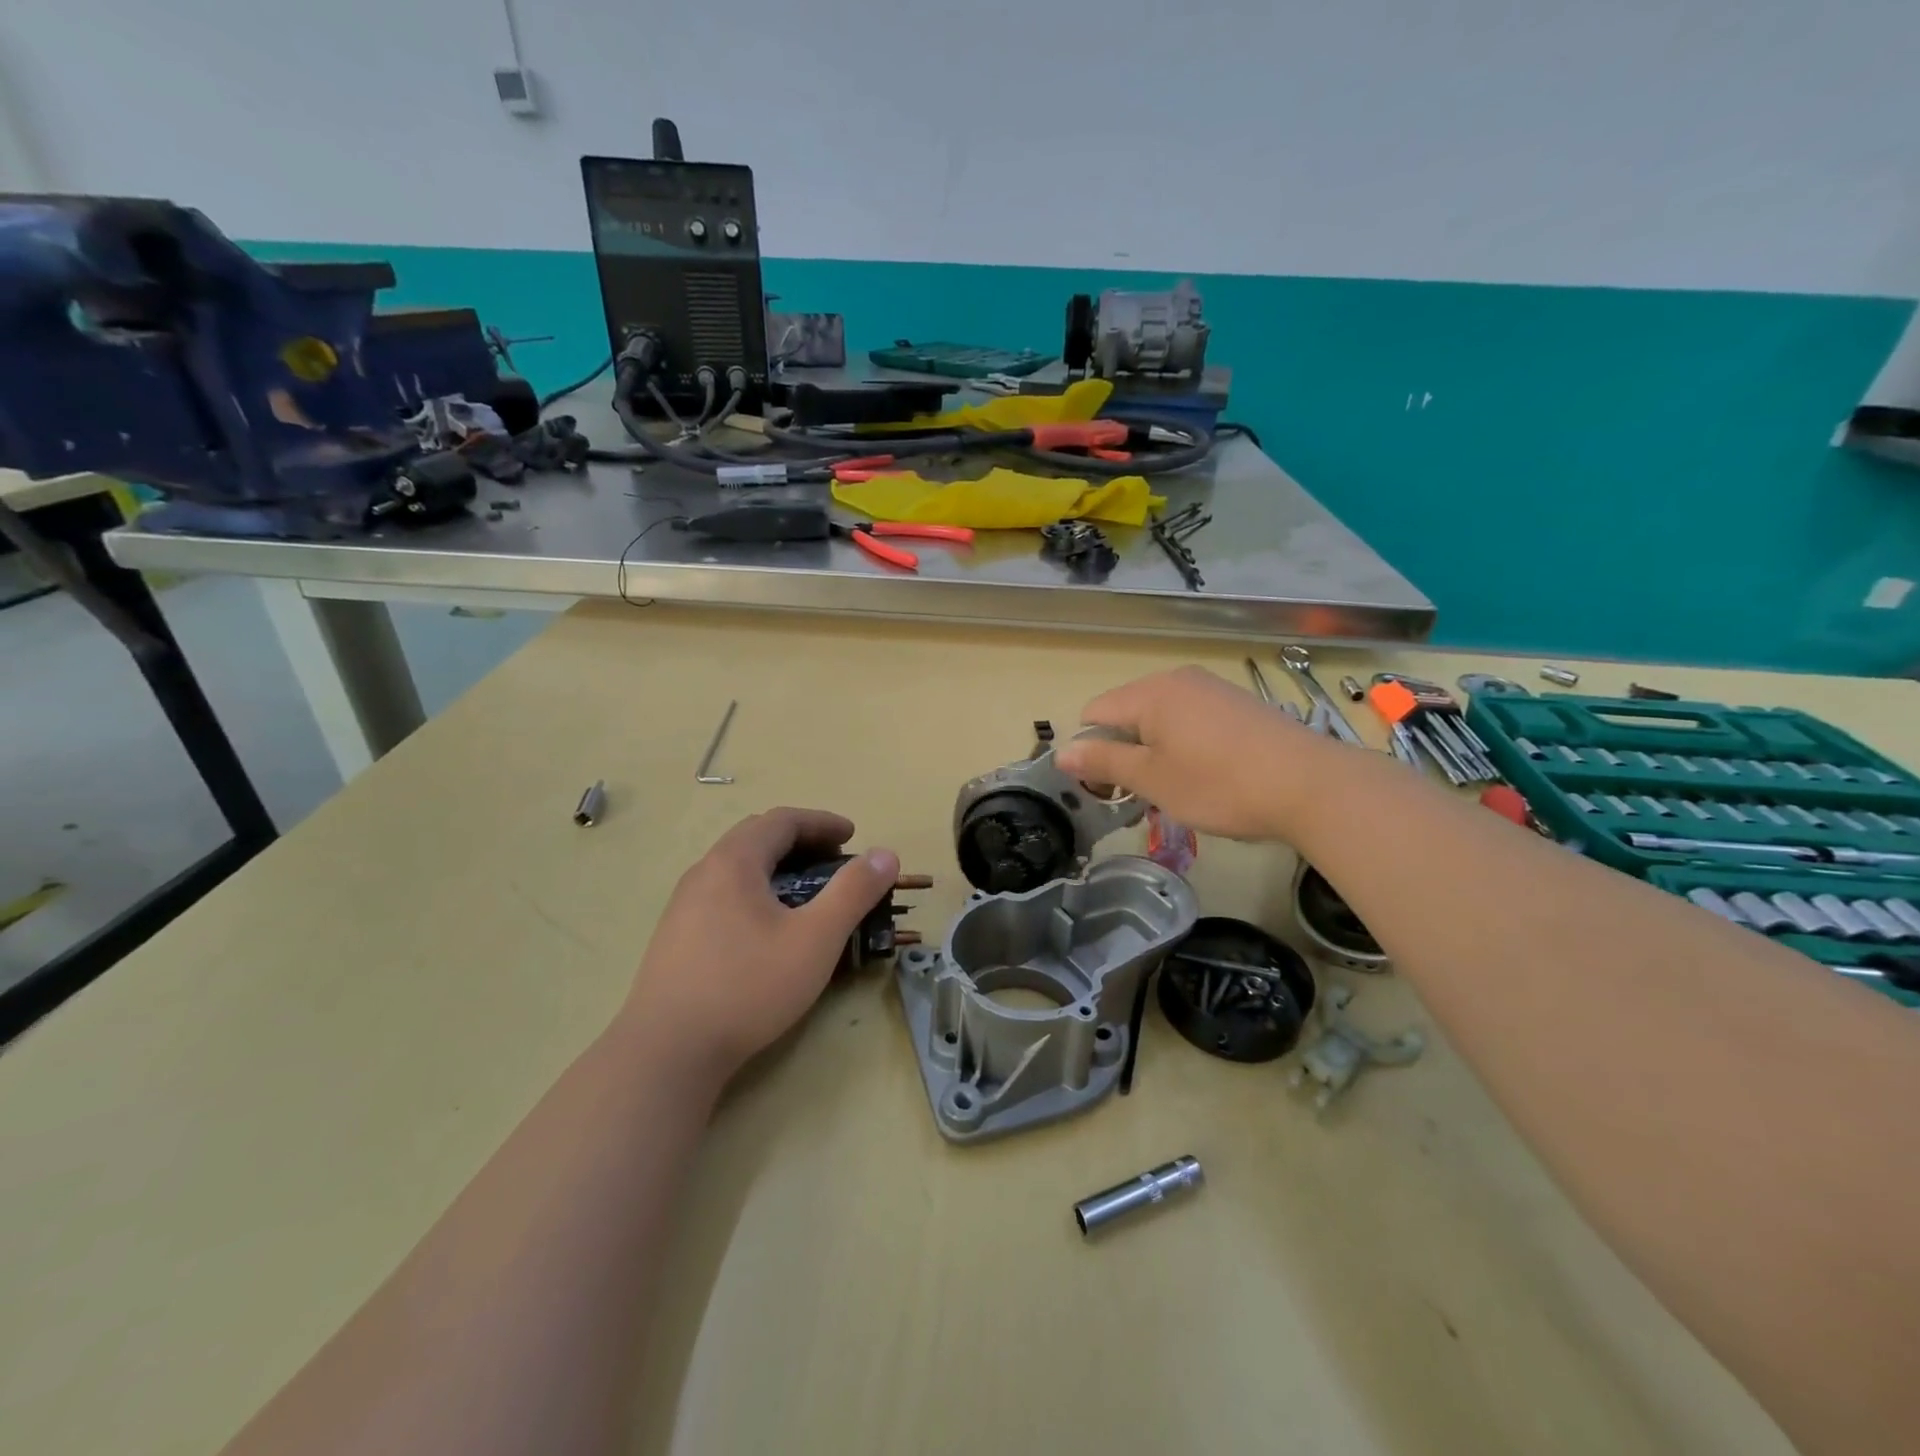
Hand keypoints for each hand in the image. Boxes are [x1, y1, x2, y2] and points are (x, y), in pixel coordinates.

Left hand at [621, 808, 898, 1085]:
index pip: (782, 820)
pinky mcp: (675, 937)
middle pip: (756, 837)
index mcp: (734, 862)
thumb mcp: (815, 939)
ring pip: (737, 867)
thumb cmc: (748, 987)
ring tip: (805, 894)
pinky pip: (723, 894)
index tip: (852, 836)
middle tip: (833, 862)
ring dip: (776, 867)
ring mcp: (683, 905)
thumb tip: (885, 854)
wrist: (667, 1052)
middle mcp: (703, 873)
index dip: (822, 822)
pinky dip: (756, 891)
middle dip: (800, 841)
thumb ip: (853, 892)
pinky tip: (767, 928)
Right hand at [1053, 666, 1327, 839]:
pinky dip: (1185, 745)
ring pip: (1160, 719)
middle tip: (1142, 795)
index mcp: (1150, 693)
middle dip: (1124, 752)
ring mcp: (1211, 688)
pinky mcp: (1238, 704)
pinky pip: (1191, 720)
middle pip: (1126, 714)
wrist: (1312, 785)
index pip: (1094, 714)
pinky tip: (1208, 774)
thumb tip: (1061, 752)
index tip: (1108, 791)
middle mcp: (1177, 679)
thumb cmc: (1220, 785)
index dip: (1091, 752)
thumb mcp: (1152, 779)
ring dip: (1154, 752)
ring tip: (1177, 789)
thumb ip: (1103, 762)